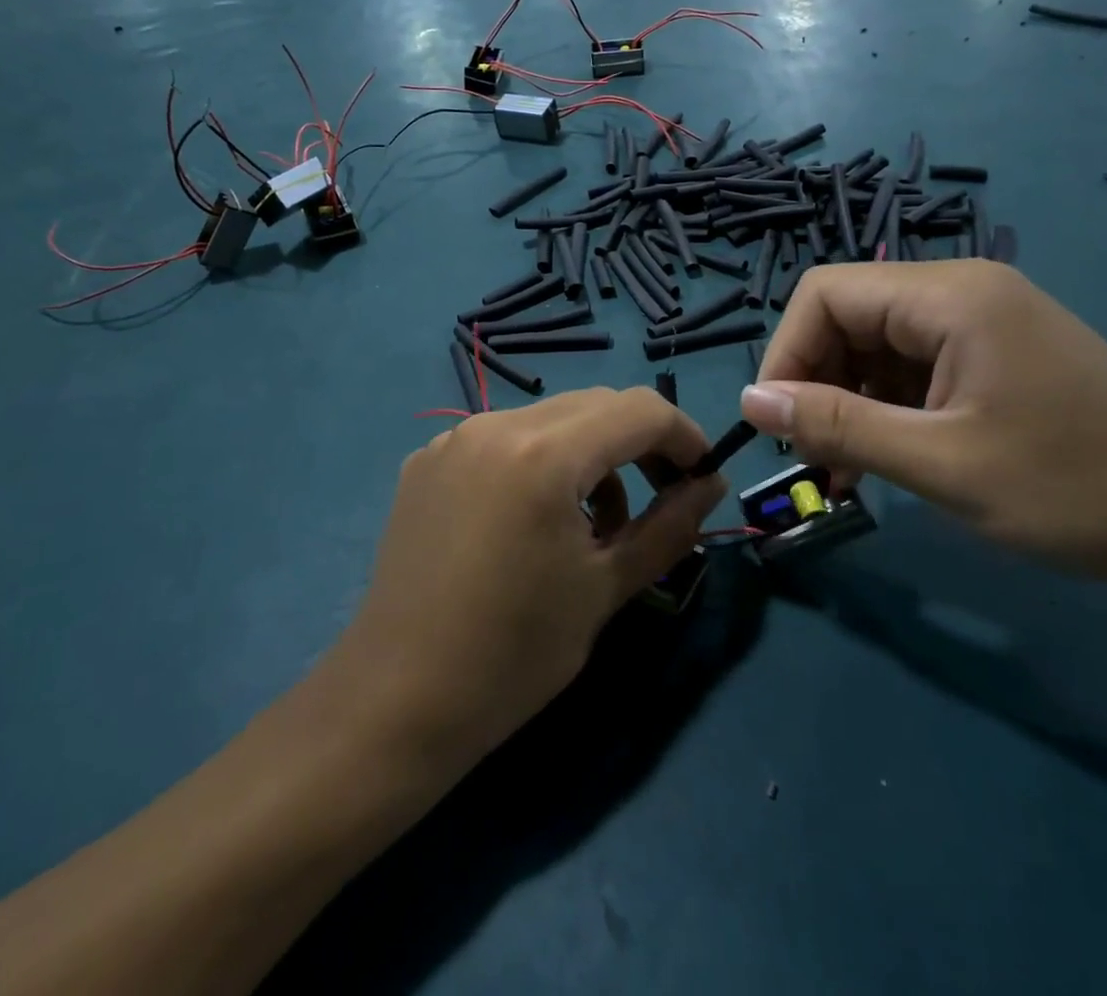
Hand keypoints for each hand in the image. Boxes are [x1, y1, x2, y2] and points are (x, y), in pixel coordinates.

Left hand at [336, 389, 726, 766]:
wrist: (396, 702)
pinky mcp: (427, 462)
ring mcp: (453, 439)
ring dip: (590, 454)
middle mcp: (495, 425)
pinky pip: (504, 440)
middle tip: (663, 497)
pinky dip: (540, 462)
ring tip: (598, 522)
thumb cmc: (513, 654)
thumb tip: (709, 486)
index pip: (639, 410)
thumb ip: (669, 527)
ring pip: (549, 420)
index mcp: (543, 453)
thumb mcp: (605, 588)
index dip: (684, 436)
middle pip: (595, 405)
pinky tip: (534, 521)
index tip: (703, 478)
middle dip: (640, 442)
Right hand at [738, 261, 1106, 580]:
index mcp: (949, 296)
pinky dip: (883, 406)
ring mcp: (979, 320)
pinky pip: (910, 365)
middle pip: (847, 315)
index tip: (779, 424)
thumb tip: (750, 400)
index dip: (786, 352)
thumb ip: (837, 426)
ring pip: (873, 344)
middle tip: (812, 457)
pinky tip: (882, 457)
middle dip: (815, 381)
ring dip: (846, 400)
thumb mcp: (940, 464)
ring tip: (843, 470)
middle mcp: (959, 290)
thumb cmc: (1074, 489)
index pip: (825, 294)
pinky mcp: (992, 352)